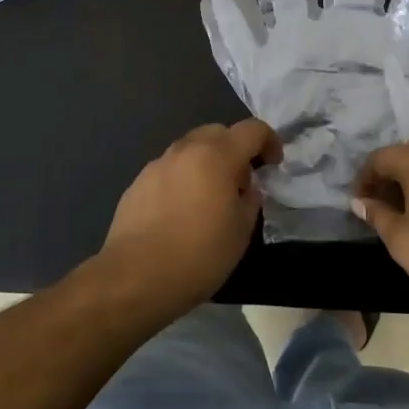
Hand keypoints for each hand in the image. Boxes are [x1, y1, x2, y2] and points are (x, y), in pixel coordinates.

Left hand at [99, 120, 282, 316]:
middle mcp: (185, 150)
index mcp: (217, 155)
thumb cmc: (198, 255)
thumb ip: (250, 199)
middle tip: (240, 182)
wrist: (134, 278)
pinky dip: (182, 179)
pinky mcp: (136, 183)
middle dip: (235, 149)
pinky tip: (180, 212)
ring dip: (206, 162)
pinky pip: (169, 170)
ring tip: (208, 198)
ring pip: (190, 149)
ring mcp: (157, 165)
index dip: (269, 141)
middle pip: (218, 132)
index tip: (273, 164)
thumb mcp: (241, 231)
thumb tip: (245, 188)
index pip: (252, 129)